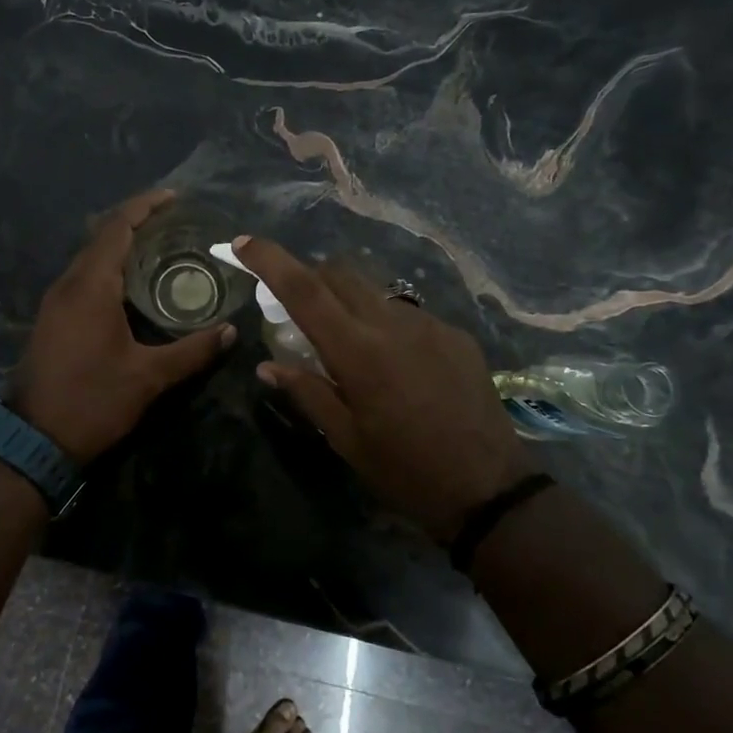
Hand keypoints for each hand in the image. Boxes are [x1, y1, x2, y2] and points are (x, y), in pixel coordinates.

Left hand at [13, 191, 236, 463]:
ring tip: (160, 249)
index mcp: (91, 286)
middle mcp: (68, 284)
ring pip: (90, 259)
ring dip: (121, 247)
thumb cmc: (93, 401)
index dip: (144, 207)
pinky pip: (83, 279)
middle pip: (101, 237)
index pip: (117, 228)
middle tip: (176, 224)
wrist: (34, 440)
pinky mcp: (52, 320)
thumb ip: (192, 351)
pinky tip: (132, 287)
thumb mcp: (149, 377)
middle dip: (136, 223)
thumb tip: (231, 332)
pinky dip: (109, 270)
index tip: (174, 197)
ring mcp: (55, 302)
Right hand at [234, 236, 535, 542]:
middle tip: (295, 307)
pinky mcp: (456, 335)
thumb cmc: (404, 470)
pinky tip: (393, 360)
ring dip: (348, 301)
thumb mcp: (345, 438)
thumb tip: (268, 365)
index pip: (304, 290)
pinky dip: (384, 322)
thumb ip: (306, 392)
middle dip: (309, 276)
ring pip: (374, 291)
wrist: (489, 489)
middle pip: (340, 275)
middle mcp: (393, 324)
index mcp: (358, 352)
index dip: (270, 260)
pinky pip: (407, 313)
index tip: (243, 243)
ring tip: (347, 339)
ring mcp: (430, 325)